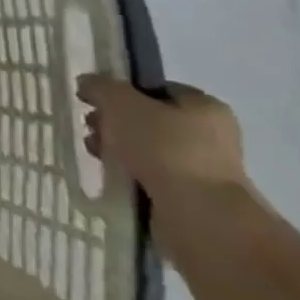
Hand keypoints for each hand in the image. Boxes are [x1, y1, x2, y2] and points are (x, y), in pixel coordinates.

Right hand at [76, 75, 246, 205]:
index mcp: (205, 106)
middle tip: (92, 129)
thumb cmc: (164, 148)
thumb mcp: (122, 104)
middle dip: (115, 123)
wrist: (197, 217)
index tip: (95, 102)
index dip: (123, 92)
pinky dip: (129, 176)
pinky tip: (111, 177)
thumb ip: (101, 87)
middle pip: (149, 120)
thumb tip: (87, 83)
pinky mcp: (191, 200)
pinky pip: (150, 178)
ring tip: (96, 154)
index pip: (157, 89)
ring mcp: (202, 171)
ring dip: (118, 150)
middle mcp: (211, 136)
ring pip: (147, 151)